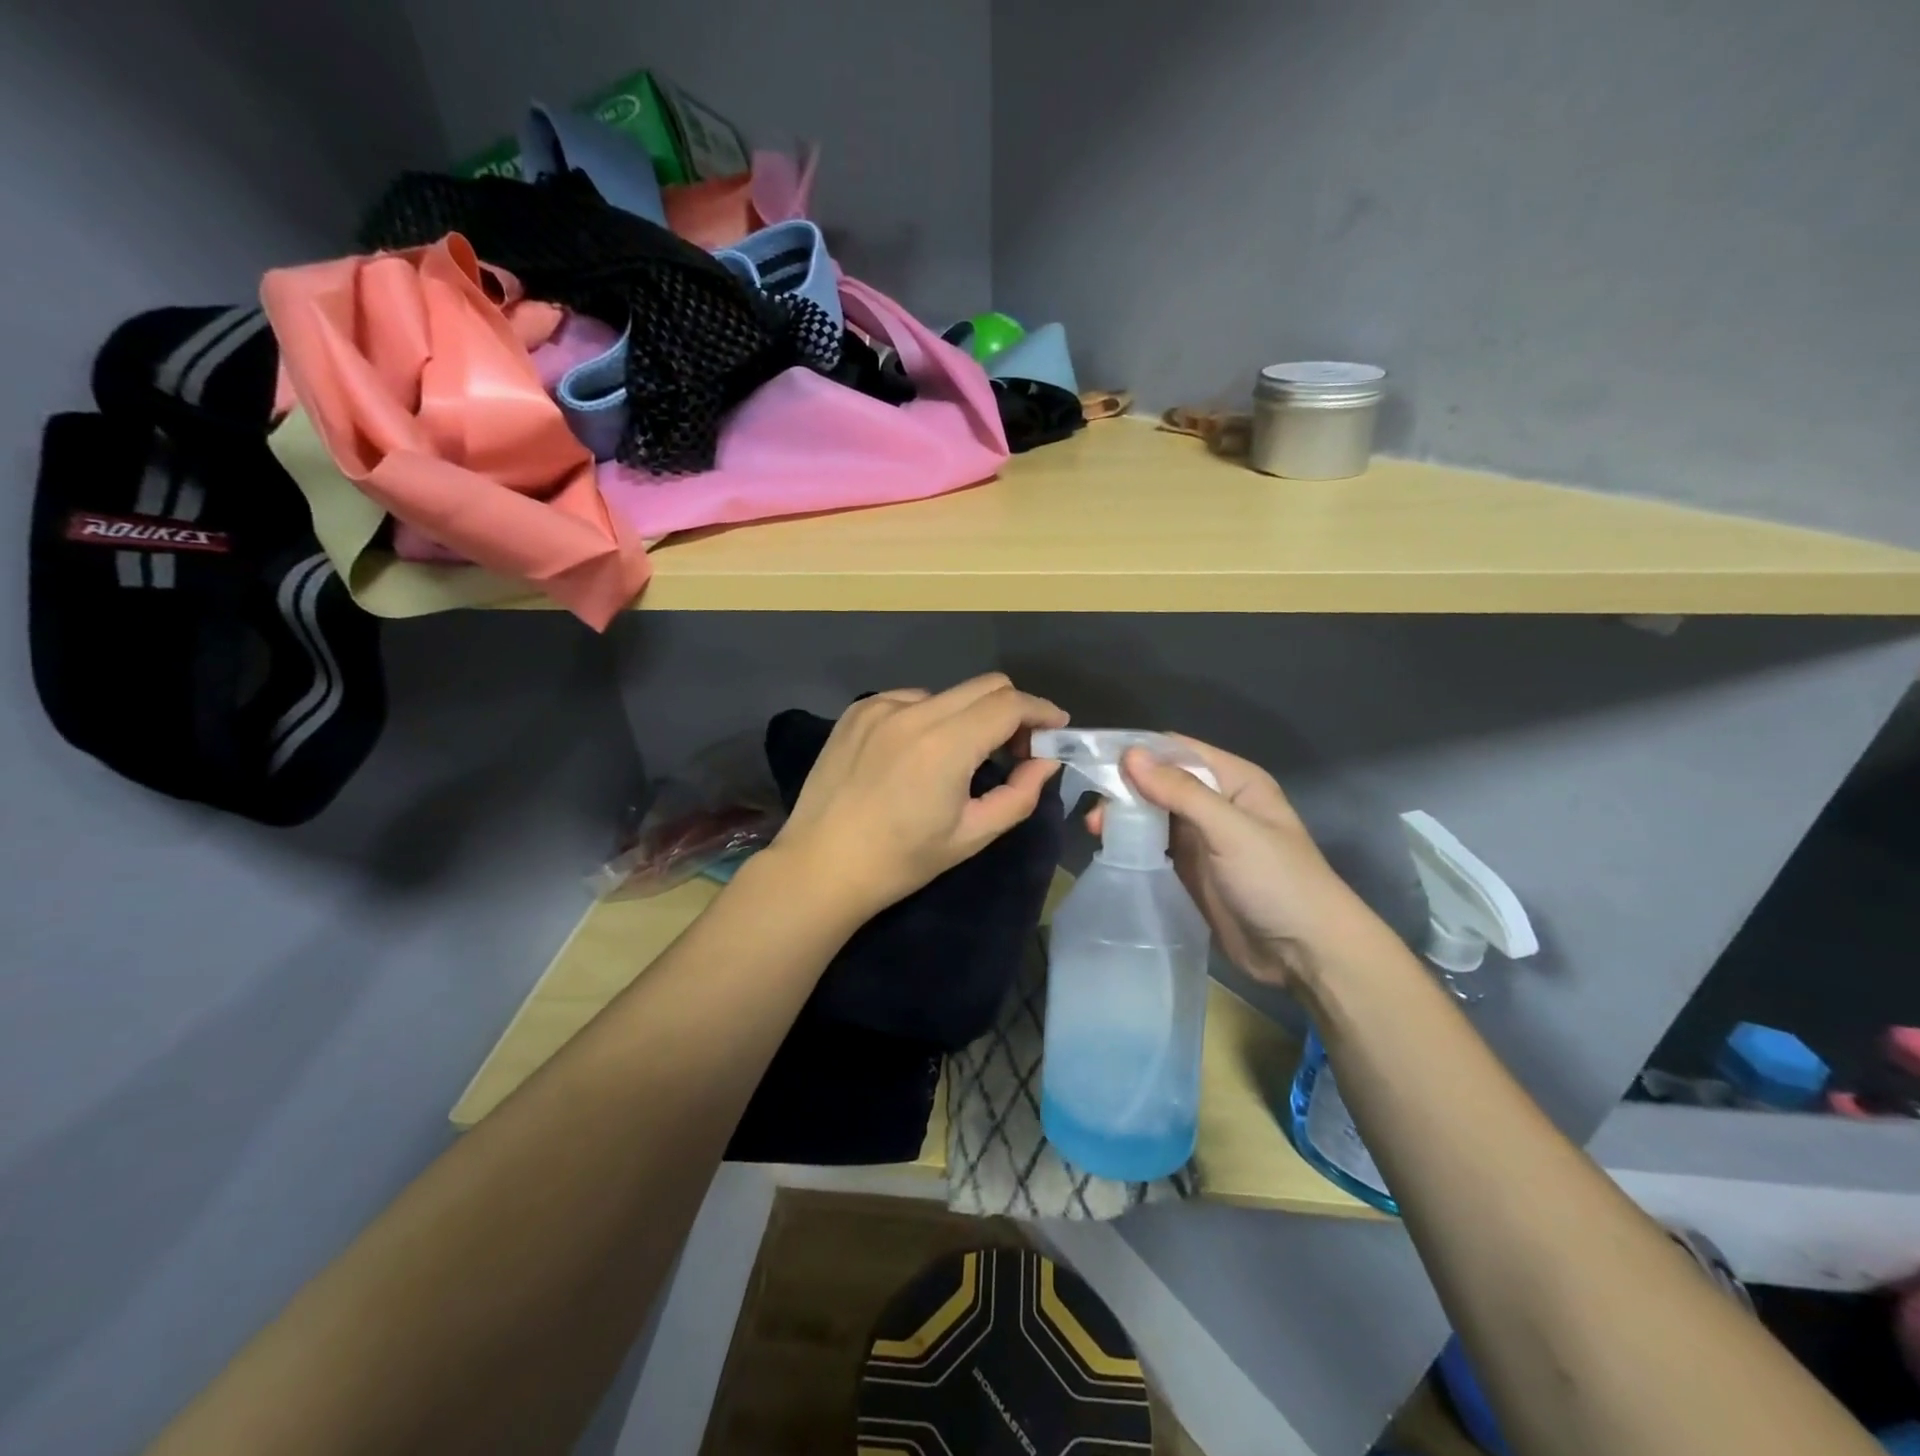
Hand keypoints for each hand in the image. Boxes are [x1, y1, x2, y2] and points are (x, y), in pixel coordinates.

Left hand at [770, 674, 1068, 920]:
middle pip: (985, 685)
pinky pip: (910, 700)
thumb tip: (1045, 762)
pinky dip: (929, 718)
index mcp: (945, 744)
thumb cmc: (901, 860)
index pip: (1010, 704)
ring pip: (947, 693)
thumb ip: (1019, 795)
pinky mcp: (857, 711)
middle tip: (1016, 747)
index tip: (1056, 728)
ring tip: (959, 758)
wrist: (822, 865)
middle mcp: (913, 712)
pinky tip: (916, 754)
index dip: (1041, 711)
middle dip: (1012, 709)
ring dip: (968, 716)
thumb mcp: (971, 835)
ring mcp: (880, 707)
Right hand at [1090, 736, 1373, 987]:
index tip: (1095, 761)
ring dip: (1125, 816)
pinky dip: (1132, 842)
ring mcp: (1202, 837)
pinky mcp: (1191, 869)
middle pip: (1160, 781)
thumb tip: (1129, 755)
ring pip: (1153, 813)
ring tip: (1096, 830)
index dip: (1138, 752)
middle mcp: (1216, 802)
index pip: (1177, 750)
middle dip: (1125, 788)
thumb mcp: (1230, 830)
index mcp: (1234, 780)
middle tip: (1095, 811)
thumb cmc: (1276, 881)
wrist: (1305, 953)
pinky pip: (1154, 845)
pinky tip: (1110, 847)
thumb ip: (1180, 791)